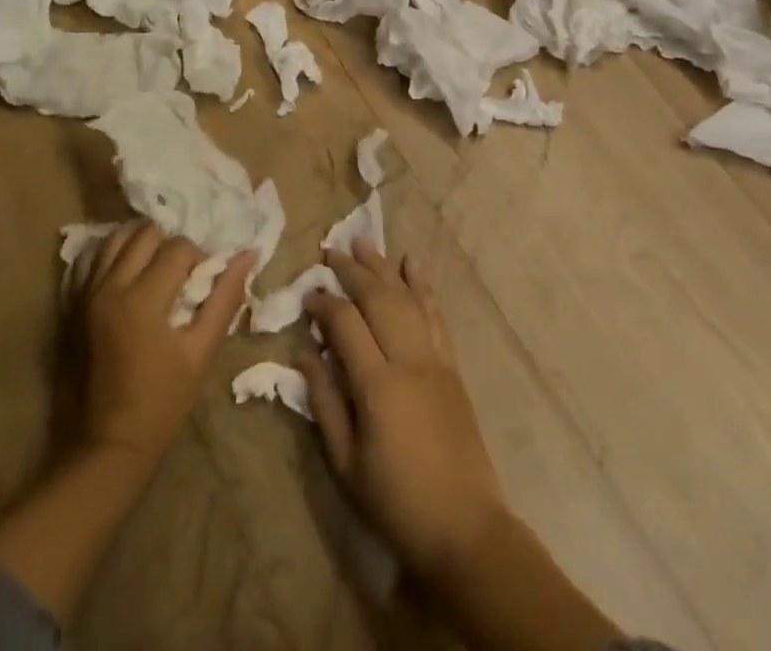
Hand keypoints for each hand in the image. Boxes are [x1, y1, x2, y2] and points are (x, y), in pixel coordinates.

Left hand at [76, 222, 251, 467]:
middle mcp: (110, 286)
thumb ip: (225, 299)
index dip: (199, 257)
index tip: (205, 281)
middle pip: (146, 234)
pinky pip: (91, 260)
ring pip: (116, 240)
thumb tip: (247, 255)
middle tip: (181, 273)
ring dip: (141, 244)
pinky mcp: (72, 305)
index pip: (178, 248)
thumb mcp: (201, 352)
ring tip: (155, 268)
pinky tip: (127, 272)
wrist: (108, 444)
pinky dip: (111, 256)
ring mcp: (85, 294)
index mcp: (143, 299)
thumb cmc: (162, 402)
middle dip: (170, 245)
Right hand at [299, 240, 509, 582]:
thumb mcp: (346, 464)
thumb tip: (305, 355)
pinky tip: (412, 265)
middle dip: (352, 270)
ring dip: (384, 267)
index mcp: (378, 385)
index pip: (346, 324)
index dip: (324, 303)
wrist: (465, 528)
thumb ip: (325, 403)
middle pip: (378, 299)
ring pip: (407, 298)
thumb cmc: (396, 502)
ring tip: (364, 241)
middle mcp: (409, 360)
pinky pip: (436, 316)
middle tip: (330, 250)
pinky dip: (423, 287)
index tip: (307, 293)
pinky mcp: (452, 367)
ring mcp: (435, 360)